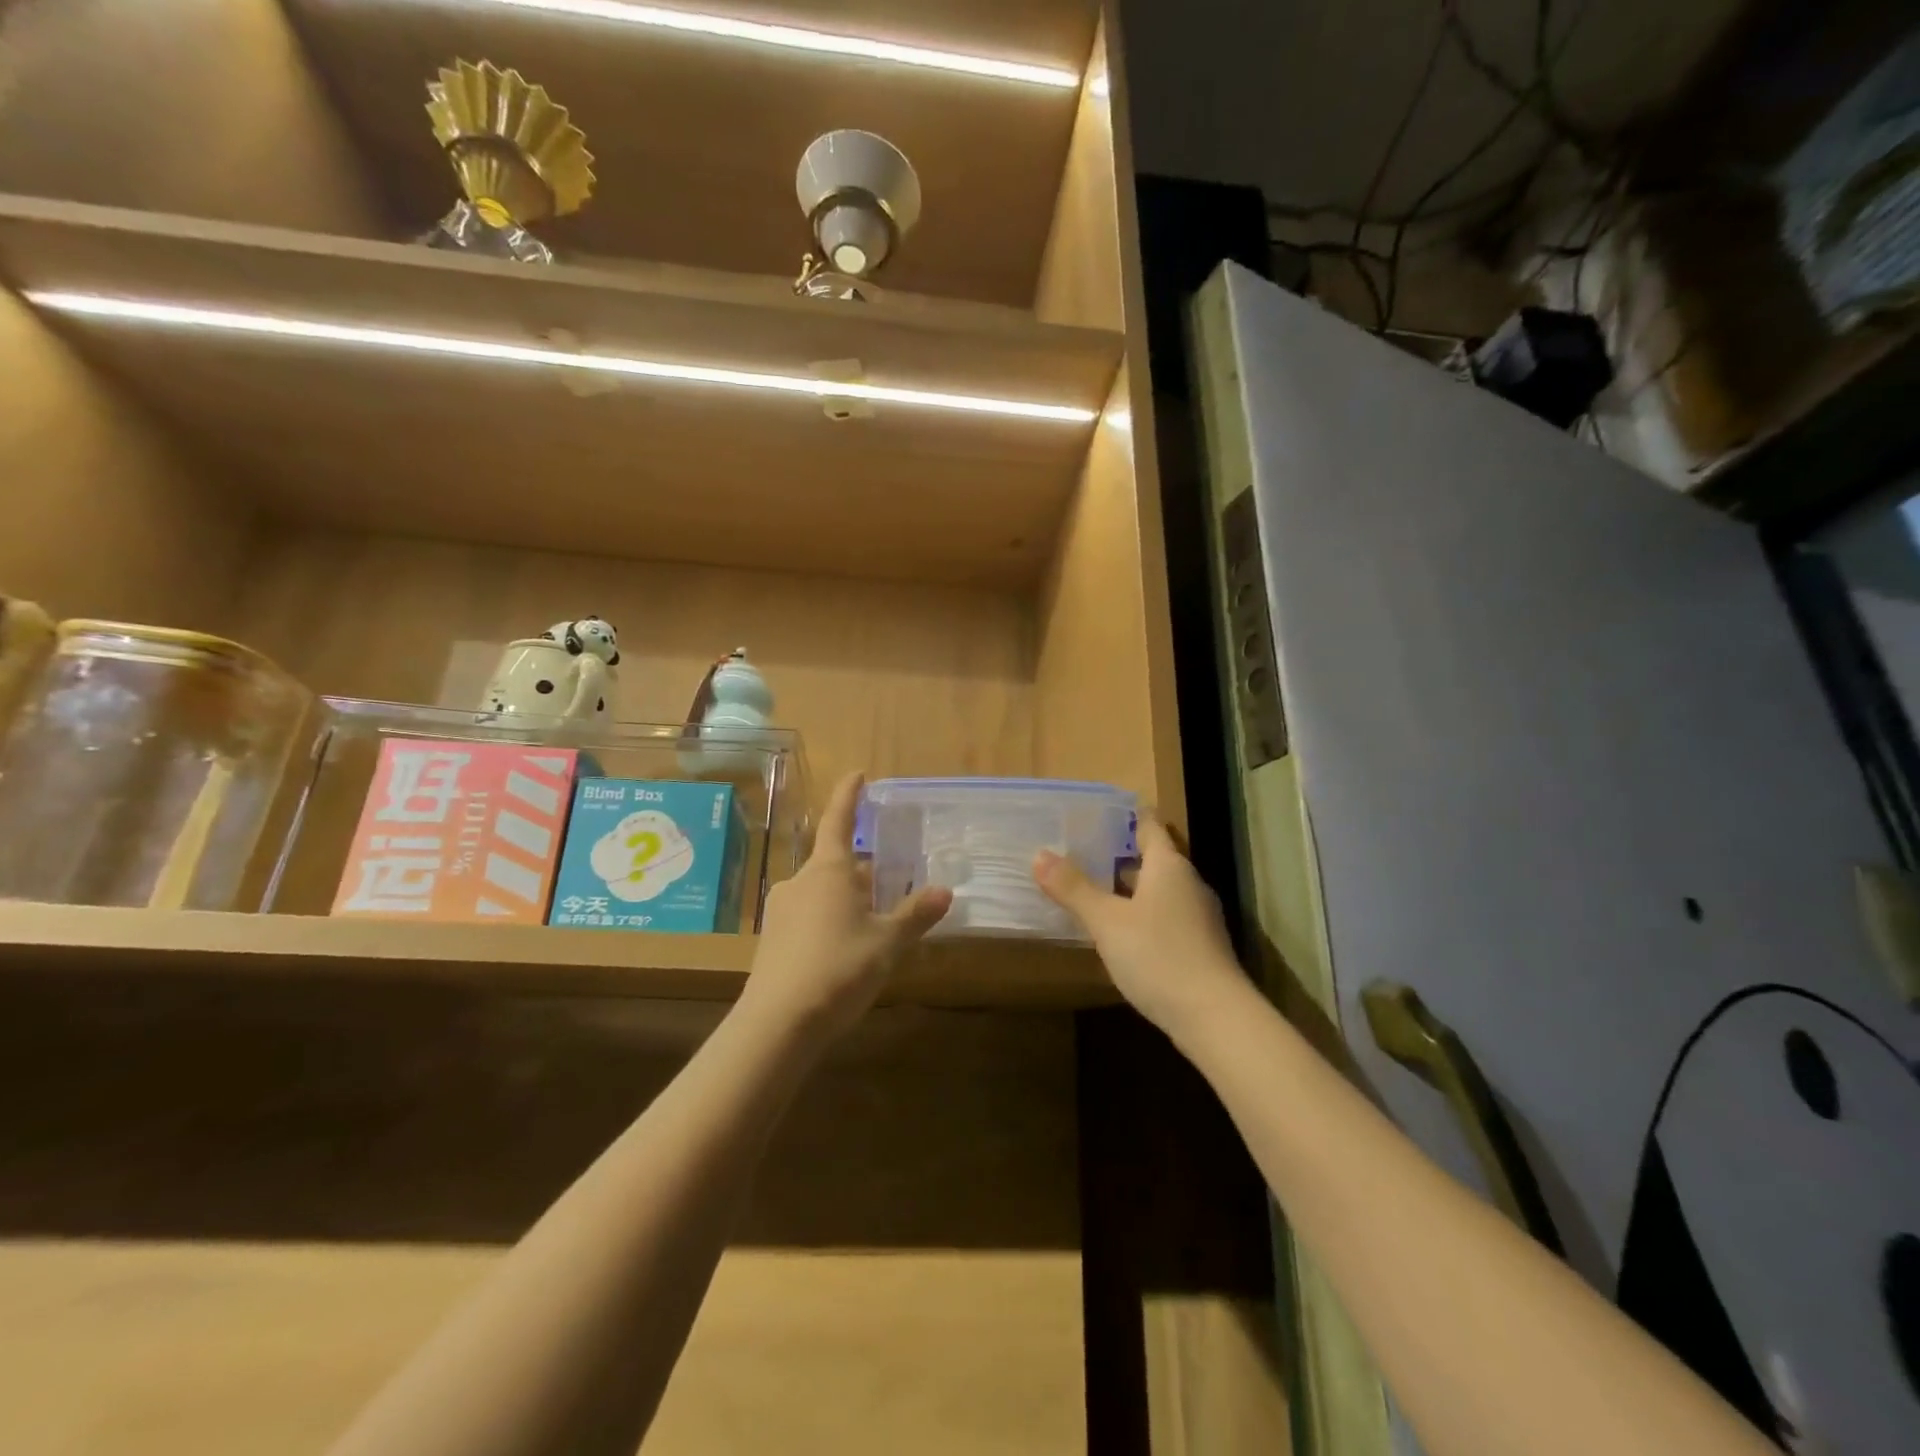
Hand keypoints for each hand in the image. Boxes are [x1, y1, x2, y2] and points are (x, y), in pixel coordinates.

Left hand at [743, 772, 951, 1036]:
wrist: (778, 1023)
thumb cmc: (839, 969)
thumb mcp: (888, 943)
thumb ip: (916, 915)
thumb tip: (945, 891)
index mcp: (829, 870)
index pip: (839, 820)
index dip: (849, 796)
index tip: (857, 774)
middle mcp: (801, 881)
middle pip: (836, 863)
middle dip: (862, 871)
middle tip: (890, 885)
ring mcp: (781, 910)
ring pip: (822, 892)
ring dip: (847, 899)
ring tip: (873, 926)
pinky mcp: (772, 939)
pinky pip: (808, 916)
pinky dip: (829, 921)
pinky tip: (844, 952)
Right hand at [1033, 817, 1247, 1035]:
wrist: (1214, 1017)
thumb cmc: (1158, 956)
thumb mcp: (1107, 921)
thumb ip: (1074, 888)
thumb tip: (1040, 855)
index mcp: (1169, 866)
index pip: (1149, 826)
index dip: (1127, 817)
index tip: (1098, 813)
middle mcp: (1188, 884)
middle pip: (1154, 858)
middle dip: (1120, 855)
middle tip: (1082, 852)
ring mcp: (1198, 917)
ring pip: (1159, 890)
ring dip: (1129, 888)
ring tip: (1093, 891)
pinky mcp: (1200, 946)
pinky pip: (1165, 917)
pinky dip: (1141, 915)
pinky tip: (1120, 932)